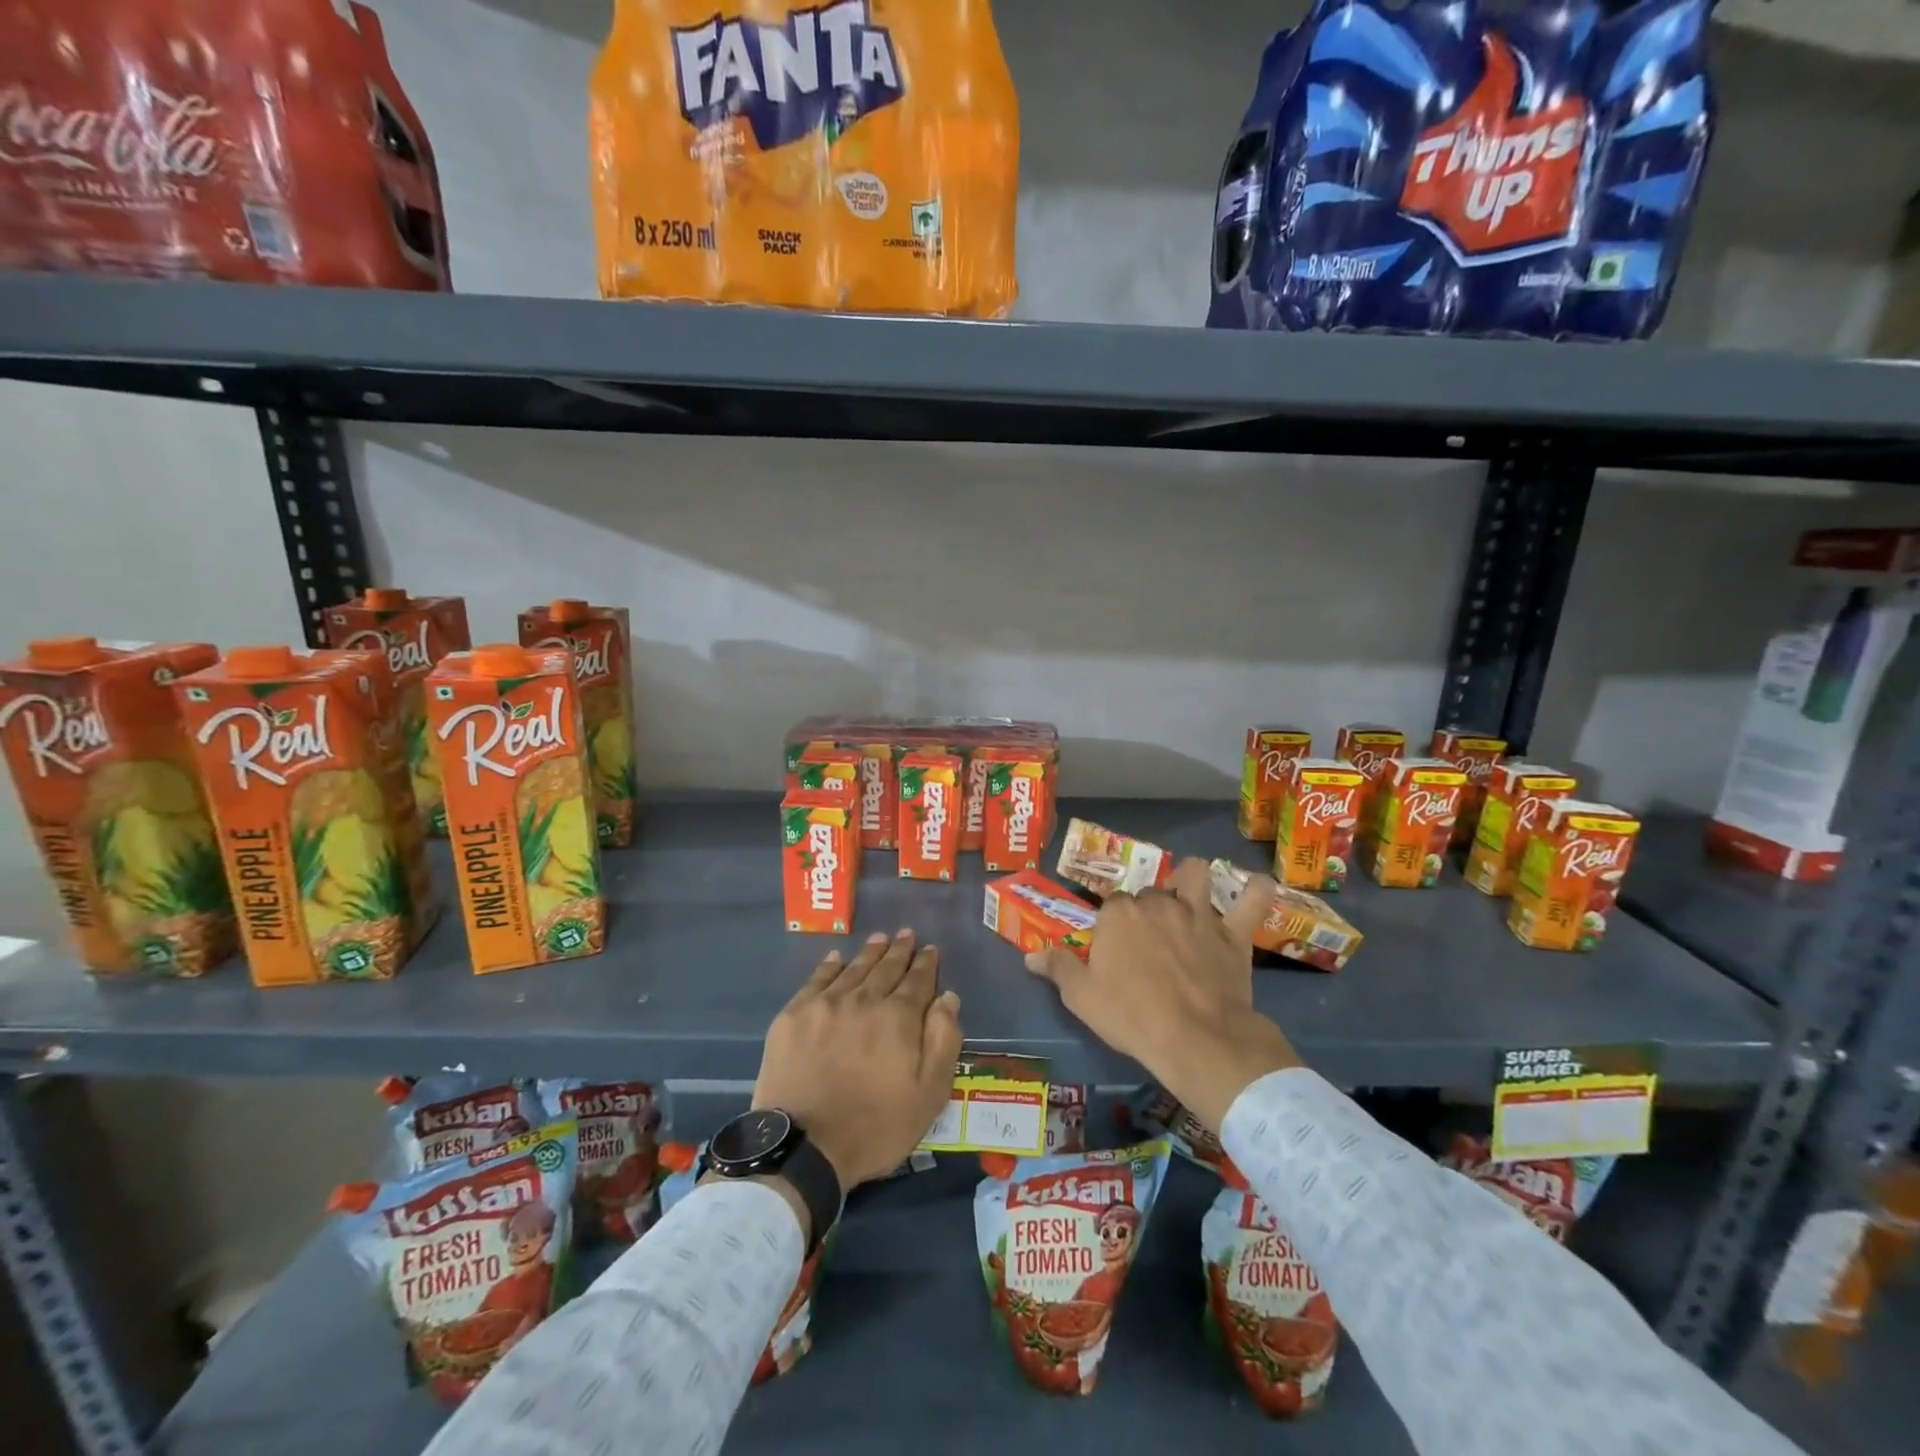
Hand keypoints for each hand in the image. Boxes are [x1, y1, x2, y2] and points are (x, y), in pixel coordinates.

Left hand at [754, 930, 962, 1191]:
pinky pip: (817, 979)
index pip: (918, 980)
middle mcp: (864, 999)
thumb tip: (947, 997)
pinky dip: (830, 966)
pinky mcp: (794, 1015)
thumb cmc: (875, 1126)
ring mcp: (826, 1004)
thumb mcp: (929, 1094)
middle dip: (899, 950)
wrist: (804, 1147)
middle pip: (886, 968)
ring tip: (879, 938)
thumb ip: (943, 1041)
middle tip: (906, 934)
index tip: (930, 949)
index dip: (926, 963)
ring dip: (870, 952)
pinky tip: (836, 957)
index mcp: (899, 1017)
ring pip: (854, 969)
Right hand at [1025, 857, 1300, 1131]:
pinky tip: (1258, 888)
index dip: (1112, 925)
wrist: (1196, 1039)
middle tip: (1148, 941)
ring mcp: (1198, 914)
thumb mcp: (1081, 997)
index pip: (1111, 905)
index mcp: (1119, 913)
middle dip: (1148, 909)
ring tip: (1191, 897)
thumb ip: (1057, 969)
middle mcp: (1157, 902)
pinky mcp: (1233, 934)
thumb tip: (1030, 955)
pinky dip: (1257, 893)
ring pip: (1195, 875)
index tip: (1114, 948)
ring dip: (1192, 881)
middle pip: (1149, 893)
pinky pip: (1253, 902)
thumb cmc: (1131, 1016)